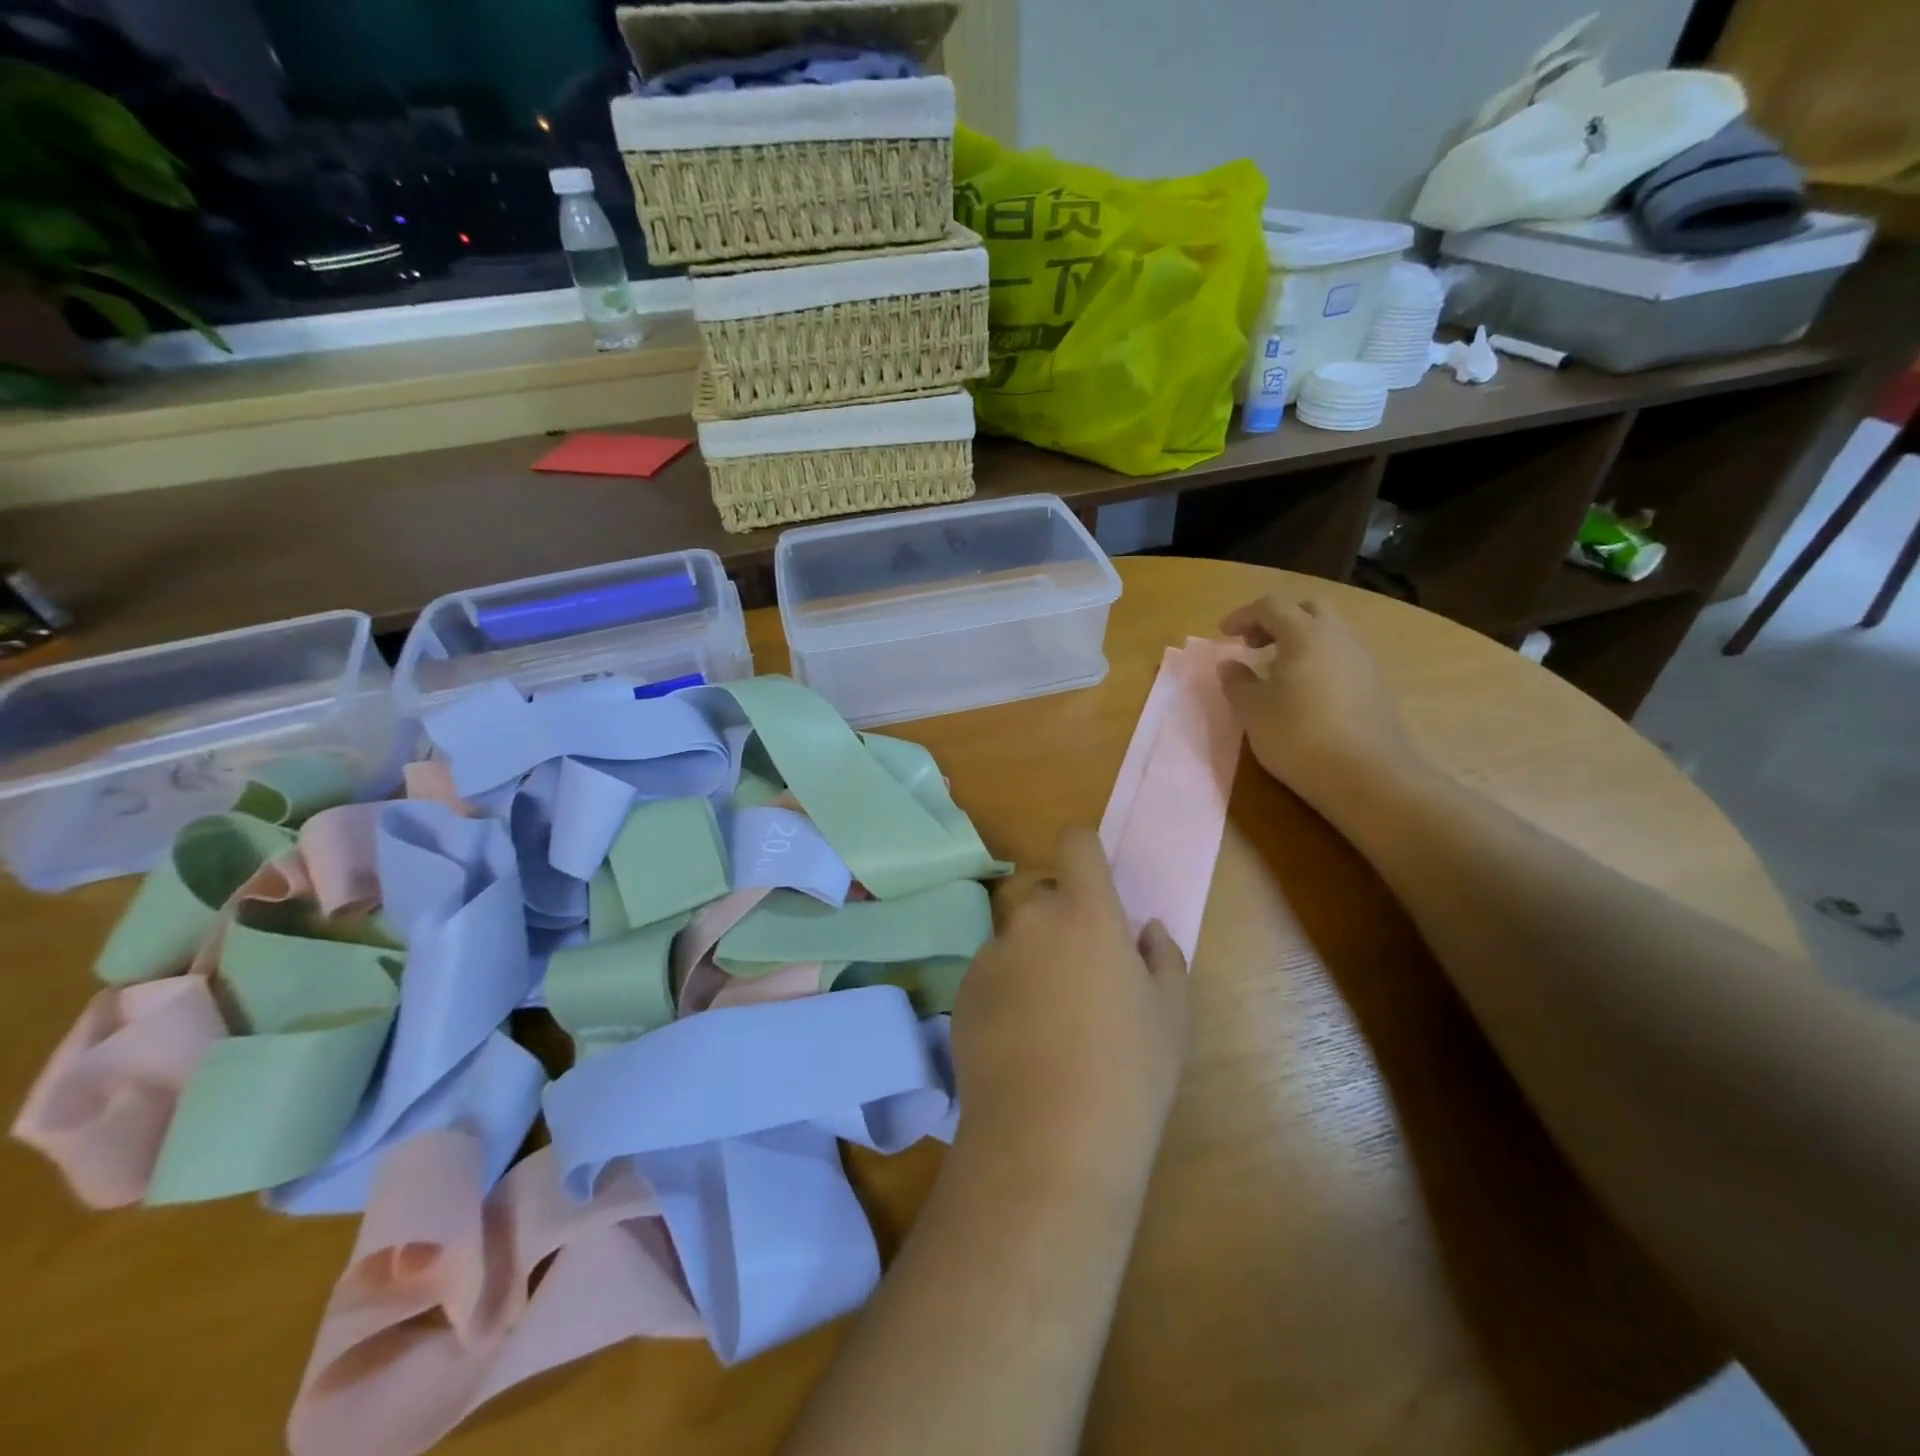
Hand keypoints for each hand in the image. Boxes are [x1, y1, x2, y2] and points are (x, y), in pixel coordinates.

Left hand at [952, 828, 1190, 1184]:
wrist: (1048, 1140)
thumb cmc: (1129, 1071)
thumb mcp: (1172, 1013)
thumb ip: (1162, 956)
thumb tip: (1143, 931)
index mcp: (1085, 912)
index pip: (1075, 843)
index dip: (1086, 854)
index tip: (1096, 885)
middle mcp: (1030, 919)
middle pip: (1040, 891)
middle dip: (1059, 913)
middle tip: (1081, 967)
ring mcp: (989, 956)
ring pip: (1013, 936)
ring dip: (1030, 954)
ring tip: (1049, 1017)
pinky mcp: (962, 993)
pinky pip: (989, 973)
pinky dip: (1004, 989)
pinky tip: (1020, 1042)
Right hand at [1217, 595, 1425, 813]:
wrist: (1368, 777)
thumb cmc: (1299, 737)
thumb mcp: (1253, 711)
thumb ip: (1237, 682)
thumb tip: (1229, 664)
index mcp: (1305, 635)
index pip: (1271, 606)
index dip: (1243, 615)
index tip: (1224, 634)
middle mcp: (1339, 637)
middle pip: (1307, 609)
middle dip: (1277, 620)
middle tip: (1254, 645)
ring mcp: (1363, 659)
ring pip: (1330, 631)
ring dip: (1301, 639)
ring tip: (1279, 669)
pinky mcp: (1376, 684)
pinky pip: (1343, 655)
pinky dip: (1320, 659)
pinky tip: (1307, 691)